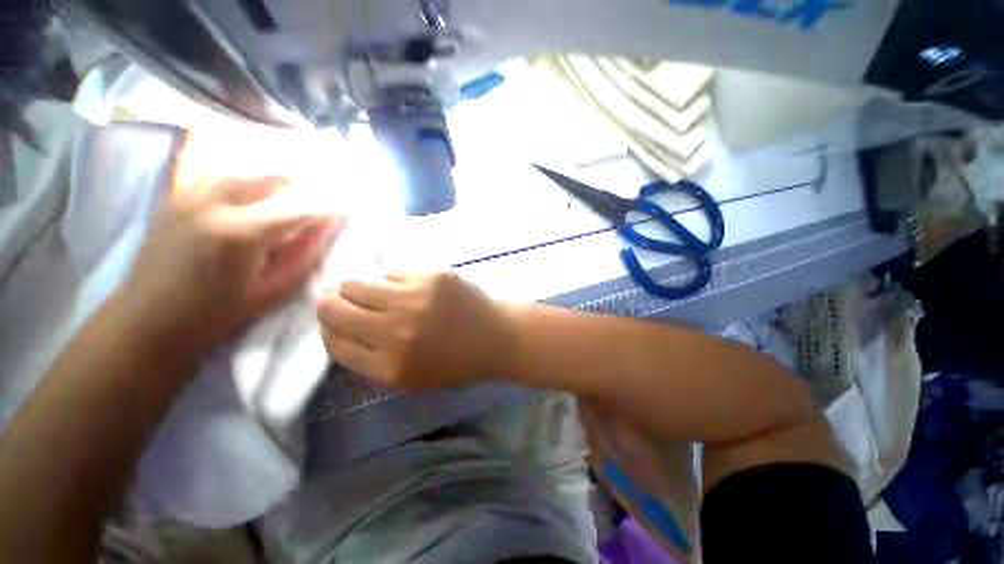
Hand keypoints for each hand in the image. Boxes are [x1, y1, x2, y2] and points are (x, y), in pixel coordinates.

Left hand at [117, 157, 345, 357]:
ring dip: (281, 163)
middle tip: (331, 187)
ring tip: (303, 172)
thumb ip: (307, 252)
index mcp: (240, 233)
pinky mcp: (176, 190)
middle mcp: (214, 201)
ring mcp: (189, 190)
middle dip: (311, 177)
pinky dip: (232, 148)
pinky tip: (249, 146)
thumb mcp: (274, 290)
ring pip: (246, 158)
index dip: (332, 204)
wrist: (148, 319)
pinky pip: (204, 154)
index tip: (352, 204)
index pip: (301, 206)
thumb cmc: (217, 313)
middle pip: (274, 172)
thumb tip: (333, 222)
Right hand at [317, 272, 510, 389]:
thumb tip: (336, 327)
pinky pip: (392, 272)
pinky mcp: (431, 276)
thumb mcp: (409, 377)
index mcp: (389, 366)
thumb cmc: (455, 362)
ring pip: (355, 283)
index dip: (329, 329)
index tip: (335, 322)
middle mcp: (395, 331)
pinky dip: (394, 282)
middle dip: (333, 305)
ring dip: (358, 288)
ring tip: (376, 293)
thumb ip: (370, 358)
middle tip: (346, 302)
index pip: (334, 342)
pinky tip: (412, 289)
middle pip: (333, 308)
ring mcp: (414, 299)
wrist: (496, 337)